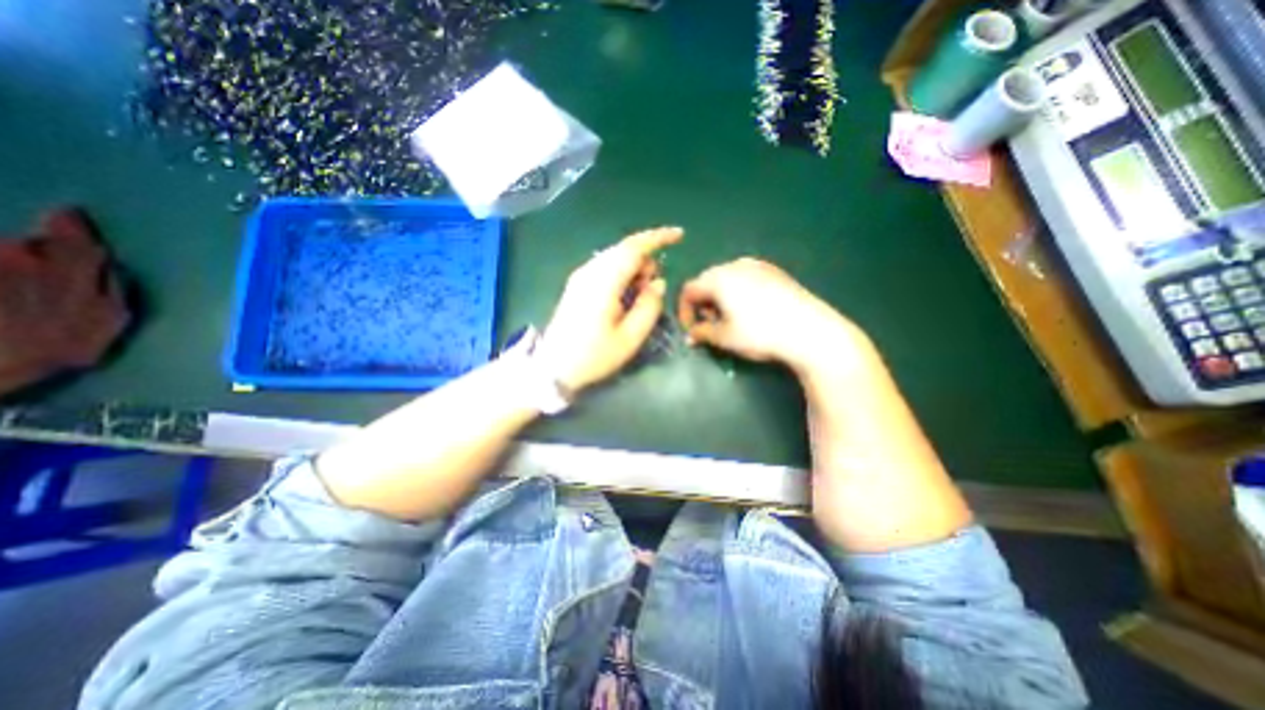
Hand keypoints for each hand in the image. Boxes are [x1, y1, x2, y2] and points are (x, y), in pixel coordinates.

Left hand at [531, 225, 682, 390]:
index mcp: (604, 281)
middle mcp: (590, 271)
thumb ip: (649, 306)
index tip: (679, 235)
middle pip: (624, 250)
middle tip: (652, 291)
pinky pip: (605, 268)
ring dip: (633, 269)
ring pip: (614, 258)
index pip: (634, 247)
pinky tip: (624, 296)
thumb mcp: (630, 338)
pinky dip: (621, 274)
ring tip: (639, 297)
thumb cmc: (594, 356)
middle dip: (645, 262)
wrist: (554, 367)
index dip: (658, 238)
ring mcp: (580, 276)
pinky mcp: (576, 284)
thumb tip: (658, 283)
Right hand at [681, 257, 870, 371]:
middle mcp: (735, 265)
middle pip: (707, 281)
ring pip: (727, 278)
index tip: (690, 329)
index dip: (684, 310)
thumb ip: (701, 333)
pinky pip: (746, 277)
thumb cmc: (759, 334)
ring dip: (720, 297)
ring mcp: (758, 265)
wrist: (809, 329)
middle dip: (703, 303)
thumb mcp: (725, 337)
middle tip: (710, 324)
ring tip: (729, 318)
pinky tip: (750, 310)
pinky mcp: (775, 271)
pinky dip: (738, 291)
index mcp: (719, 278)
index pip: (689, 290)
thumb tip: (690, 336)